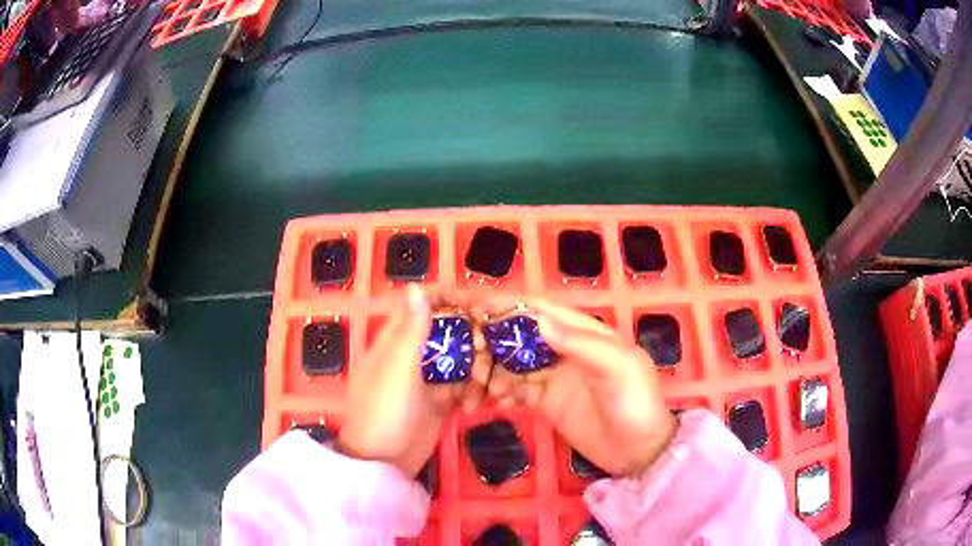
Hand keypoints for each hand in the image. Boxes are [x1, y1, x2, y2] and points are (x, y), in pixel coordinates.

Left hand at [337, 286, 487, 476]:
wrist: (382, 462)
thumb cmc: (384, 411)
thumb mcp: (397, 368)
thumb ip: (411, 330)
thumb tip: (416, 286)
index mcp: (396, 340)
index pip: (422, 305)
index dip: (448, 299)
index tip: (477, 304)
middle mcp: (414, 355)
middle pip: (448, 332)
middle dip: (472, 337)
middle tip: (491, 349)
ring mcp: (428, 380)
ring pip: (460, 360)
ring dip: (477, 369)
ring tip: (488, 385)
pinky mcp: (440, 402)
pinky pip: (463, 387)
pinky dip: (474, 392)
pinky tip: (480, 404)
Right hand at [486, 299, 676, 476]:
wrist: (640, 452)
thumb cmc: (636, 404)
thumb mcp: (618, 369)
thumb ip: (582, 344)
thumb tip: (539, 320)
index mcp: (585, 333)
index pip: (541, 311)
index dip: (509, 306)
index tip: (475, 308)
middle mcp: (565, 349)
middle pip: (521, 335)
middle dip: (493, 340)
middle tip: (468, 354)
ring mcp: (554, 376)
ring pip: (514, 363)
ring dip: (493, 370)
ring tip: (479, 386)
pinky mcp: (547, 402)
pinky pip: (517, 390)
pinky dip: (501, 392)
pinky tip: (490, 402)